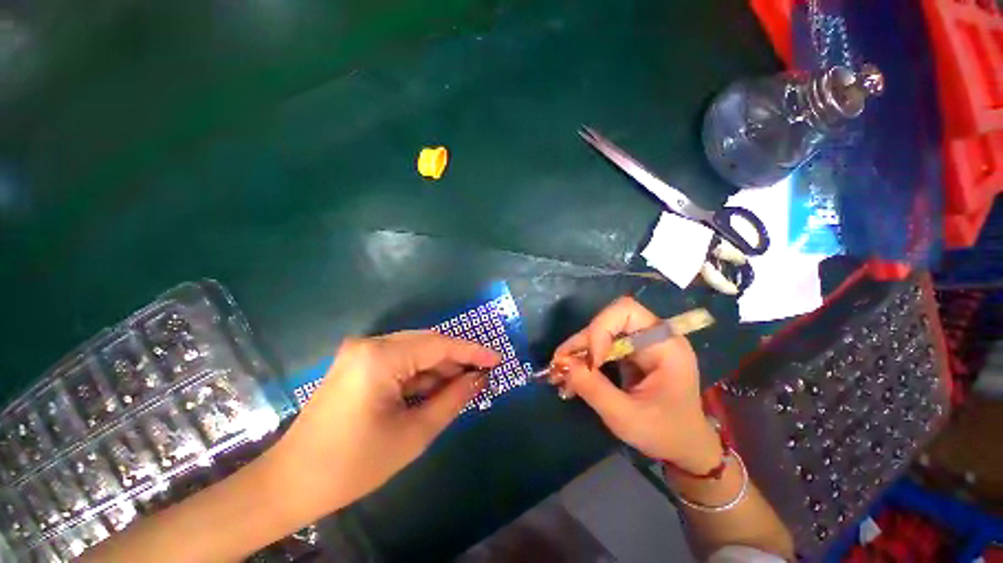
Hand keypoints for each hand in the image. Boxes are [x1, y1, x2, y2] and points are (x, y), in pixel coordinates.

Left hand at [266, 331, 499, 515]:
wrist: (289, 483)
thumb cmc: (352, 465)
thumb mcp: (413, 434)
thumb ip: (452, 399)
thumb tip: (479, 379)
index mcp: (380, 358)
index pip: (439, 345)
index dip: (472, 351)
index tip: (497, 359)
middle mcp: (370, 344)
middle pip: (427, 344)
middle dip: (456, 360)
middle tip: (482, 375)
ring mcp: (360, 351)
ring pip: (414, 351)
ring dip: (439, 368)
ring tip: (462, 386)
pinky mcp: (357, 362)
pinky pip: (400, 360)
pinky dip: (420, 374)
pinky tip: (434, 389)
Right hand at [550, 297, 721, 472]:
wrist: (685, 448)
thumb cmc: (665, 433)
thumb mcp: (626, 416)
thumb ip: (593, 388)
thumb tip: (562, 363)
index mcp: (665, 344)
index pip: (626, 311)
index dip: (601, 328)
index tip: (591, 361)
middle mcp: (652, 336)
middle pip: (608, 321)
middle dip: (582, 342)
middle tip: (559, 364)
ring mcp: (640, 344)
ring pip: (599, 334)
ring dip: (578, 351)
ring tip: (558, 372)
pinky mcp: (630, 354)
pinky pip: (601, 347)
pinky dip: (584, 359)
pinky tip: (570, 375)